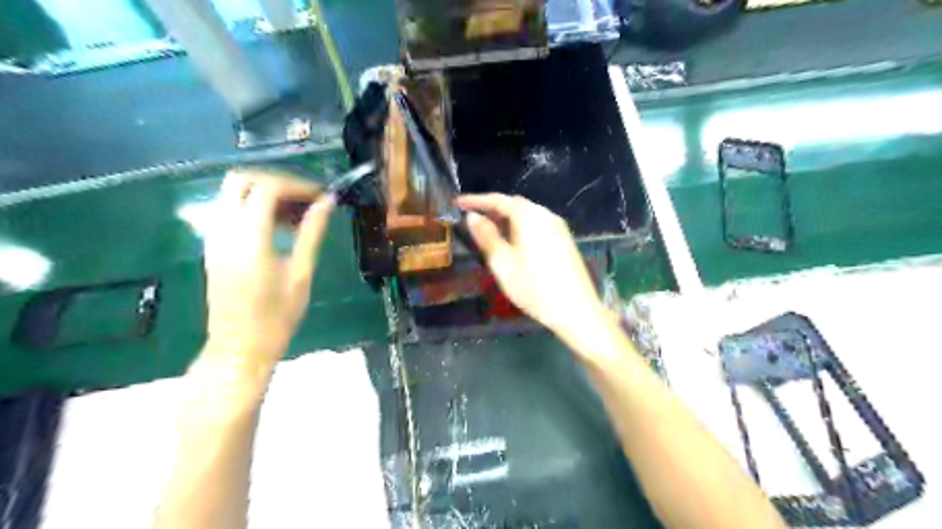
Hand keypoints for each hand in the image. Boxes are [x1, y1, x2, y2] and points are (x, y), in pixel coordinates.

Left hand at [203, 170, 334, 371]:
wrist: (239, 347)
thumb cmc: (277, 317)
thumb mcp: (301, 274)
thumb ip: (311, 233)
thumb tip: (327, 203)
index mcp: (249, 240)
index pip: (266, 190)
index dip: (296, 185)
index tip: (320, 196)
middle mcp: (224, 232)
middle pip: (240, 180)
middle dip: (275, 180)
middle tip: (304, 197)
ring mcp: (213, 238)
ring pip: (231, 192)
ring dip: (264, 192)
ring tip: (295, 212)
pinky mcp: (212, 246)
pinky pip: (228, 210)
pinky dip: (252, 206)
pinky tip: (277, 226)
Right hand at [454, 192, 610, 348]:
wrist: (576, 310)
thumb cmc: (534, 288)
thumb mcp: (503, 264)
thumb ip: (487, 237)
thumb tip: (472, 216)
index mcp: (529, 217)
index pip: (498, 200)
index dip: (476, 200)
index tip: (457, 203)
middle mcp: (545, 215)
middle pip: (514, 204)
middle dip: (491, 208)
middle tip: (471, 219)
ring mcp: (557, 226)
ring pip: (526, 214)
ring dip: (506, 218)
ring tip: (487, 231)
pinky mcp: (563, 238)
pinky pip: (536, 223)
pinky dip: (519, 226)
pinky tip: (511, 241)